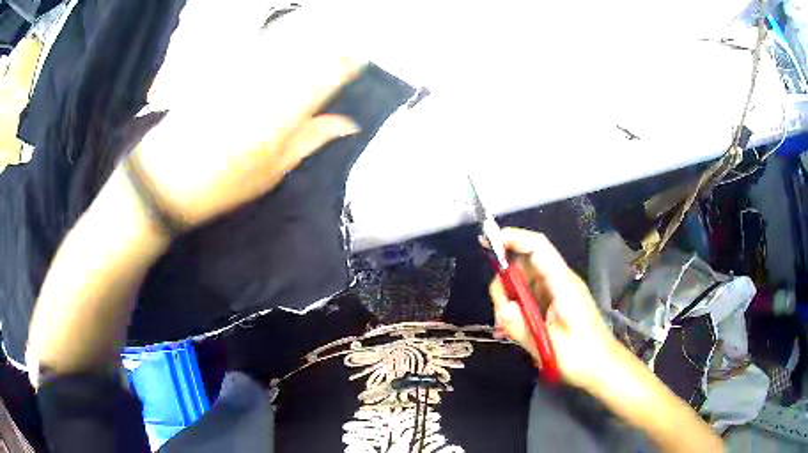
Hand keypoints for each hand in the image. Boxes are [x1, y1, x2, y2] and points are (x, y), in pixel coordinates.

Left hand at [130, 7, 364, 226]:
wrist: (164, 179)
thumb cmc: (221, 186)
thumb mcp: (272, 172)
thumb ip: (311, 140)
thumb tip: (348, 123)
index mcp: (283, 115)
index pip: (327, 76)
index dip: (348, 63)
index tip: (361, 59)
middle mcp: (266, 85)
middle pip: (309, 53)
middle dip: (333, 46)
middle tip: (348, 46)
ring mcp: (242, 72)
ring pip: (285, 43)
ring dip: (309, 36)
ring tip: (324, 36)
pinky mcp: (223, 68)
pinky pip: (258, 44)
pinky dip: (278, 38)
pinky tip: (286, 37)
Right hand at [488, 228, 619, 388]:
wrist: (603, 367)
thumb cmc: (581, 357)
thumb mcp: (548, 346)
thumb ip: (522, 327)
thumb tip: (502, 307)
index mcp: (563, 284)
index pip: (537, 247)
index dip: (513, 238)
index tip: (487, 243)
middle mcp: (560, 282)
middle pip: (525, 265)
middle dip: (505, 284)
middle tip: (501, 315)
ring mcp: (557, 293)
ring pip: (524, 283)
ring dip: (509, 301)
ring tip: (506, 329)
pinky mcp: (555, 304)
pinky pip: (530, 297)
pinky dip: (517, 310)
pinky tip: (511, 330)